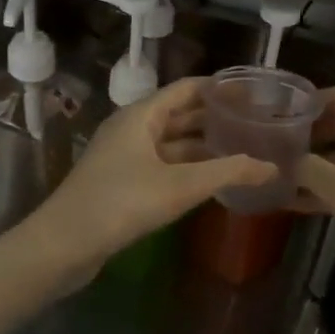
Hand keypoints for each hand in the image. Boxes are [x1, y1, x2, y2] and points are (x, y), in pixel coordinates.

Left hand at [21, 78, 277, 283]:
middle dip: (215, 117)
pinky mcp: (121, 182)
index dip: (220, 89)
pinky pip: (162, 164)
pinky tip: (210, 179)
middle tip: (254, 122)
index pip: (187, 89)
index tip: (253, 94)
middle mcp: (131, 128)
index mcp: (141, 115)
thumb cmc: (121, 203)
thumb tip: (271, 167)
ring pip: (171, 142)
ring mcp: (124, 156)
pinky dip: (187, 166)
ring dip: (202, 144)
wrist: (63, 244)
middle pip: (179, 113)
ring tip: (241, 149)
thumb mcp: (181, 186)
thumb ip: (228, 173)